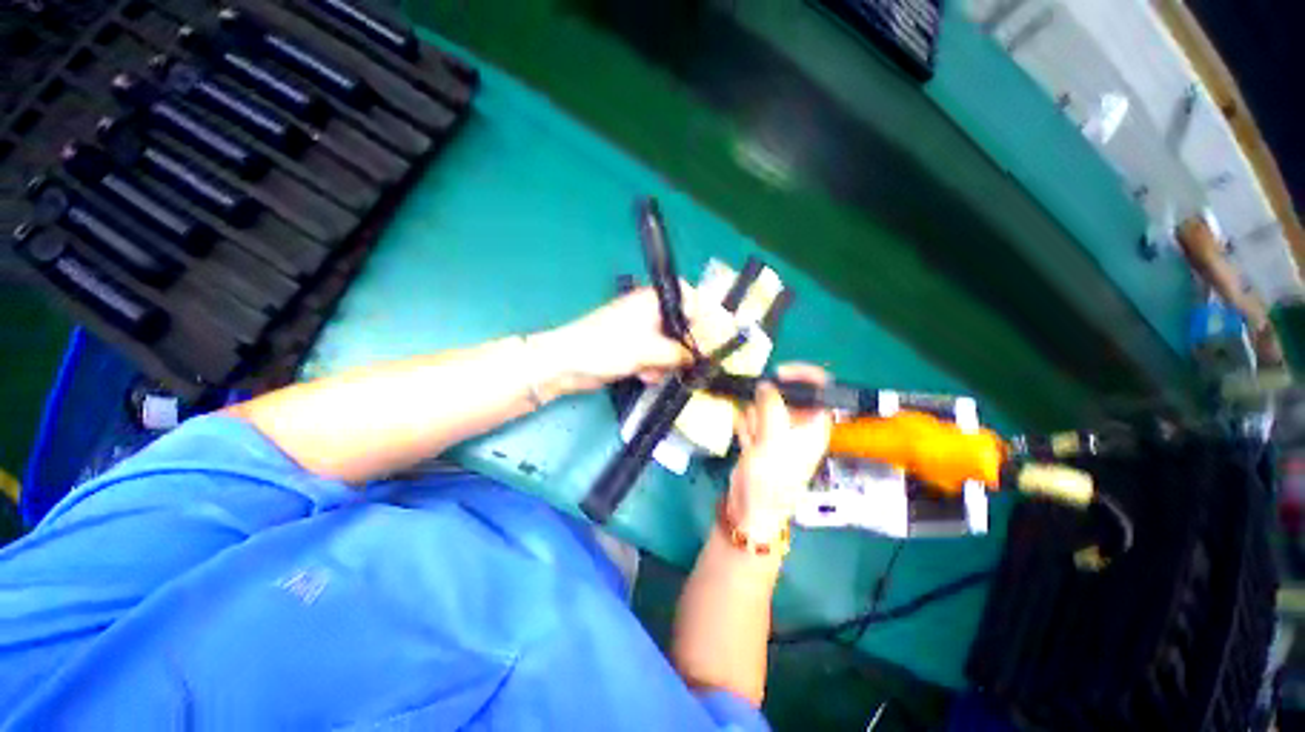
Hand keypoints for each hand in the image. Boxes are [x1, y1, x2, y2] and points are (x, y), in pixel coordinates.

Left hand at [540, 284, 731, 391]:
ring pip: (671, 347)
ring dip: (666, 363)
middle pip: (684, 328)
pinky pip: (656, 358)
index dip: (709, 320)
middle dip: (685, 349)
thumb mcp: (649, 350)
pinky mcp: (635, 348)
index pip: (693, 302)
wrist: (569, 364)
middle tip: (689, 365)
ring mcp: (643, 331)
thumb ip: (680, 353)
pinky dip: (653, 368)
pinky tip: (643, 375)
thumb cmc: (607, 347)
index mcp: (654, 300)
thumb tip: (703, 357)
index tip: (718, 340)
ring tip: (652, 371)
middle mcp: (651, 312)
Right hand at [727, 364, 832, 539]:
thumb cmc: (771, 478)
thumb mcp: (772, 440)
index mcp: (814, 425)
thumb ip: (770, 407)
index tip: (778, 373)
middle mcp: (798, 425)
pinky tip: (747, 445)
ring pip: (762, 406)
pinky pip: (750, 418)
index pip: (819, 389)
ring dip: (752, 420)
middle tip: (759, 423)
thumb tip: (765, 384)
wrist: (751, 507)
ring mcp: (778, 431)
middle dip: (764, 406)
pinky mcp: (761, 436)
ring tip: (753, 441)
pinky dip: (745, 428)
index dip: (803, 375)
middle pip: (782, 395)